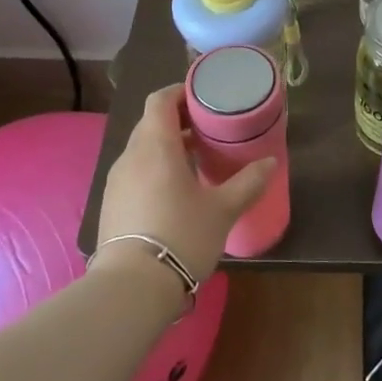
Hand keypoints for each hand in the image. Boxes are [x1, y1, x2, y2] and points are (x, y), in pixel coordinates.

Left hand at [94, 84, 276, 283]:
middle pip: (151, 123)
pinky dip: (155, 168)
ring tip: (196, 158)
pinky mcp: (111, 205)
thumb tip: (270, 162)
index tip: (205, 97)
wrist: (132, 288)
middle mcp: (131, 156)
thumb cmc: (181, 236)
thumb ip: (248, 182)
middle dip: (179, 120)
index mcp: (155, 146)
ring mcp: (117, 182)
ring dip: (167, 146)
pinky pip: (135, 172)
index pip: (161, 100)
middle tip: (209, 128)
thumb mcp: (223, 210)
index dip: (181, 92)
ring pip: (142, 149)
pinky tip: (175, 190)